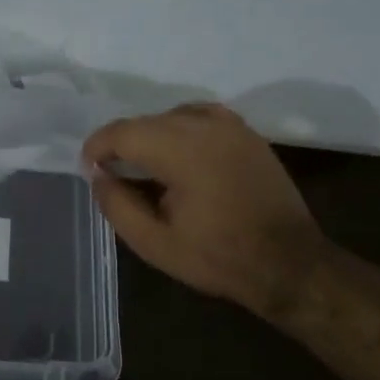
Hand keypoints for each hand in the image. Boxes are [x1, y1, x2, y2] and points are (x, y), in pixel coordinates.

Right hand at [83, 104, 321, 318]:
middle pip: (145, 121)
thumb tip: (98, 175)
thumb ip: (117, 204)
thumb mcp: (154, 242)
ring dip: (151, 137)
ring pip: (171, 116)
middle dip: (123, 144)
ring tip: (147, 168)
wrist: (289, 263)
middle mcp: (204, 124)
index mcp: (180, 149)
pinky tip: (180, 156)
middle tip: (115, 176)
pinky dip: (180, 130)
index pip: (122, 132)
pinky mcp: (246, 132)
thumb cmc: (218, 256)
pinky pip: (199, 117)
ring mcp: (230, 125)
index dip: (97, 148)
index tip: (90, 171)